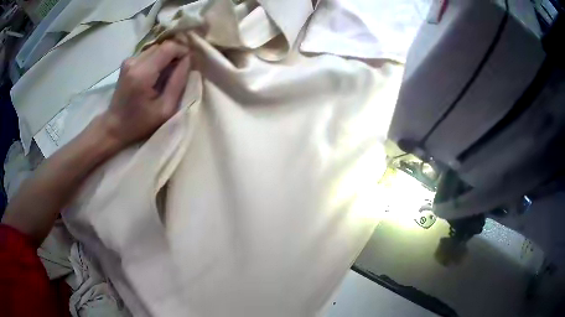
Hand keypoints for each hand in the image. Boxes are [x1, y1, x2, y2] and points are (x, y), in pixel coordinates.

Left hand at [102, 40, 191, 147]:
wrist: (114, 127)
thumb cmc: (140, 123)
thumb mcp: (165, 109)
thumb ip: (178, 81)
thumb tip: (188, 59)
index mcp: (142, 73)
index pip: (169, 47)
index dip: (182, 51)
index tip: (188, 64)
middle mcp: (134, 62)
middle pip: (162, 46)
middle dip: (175, 55)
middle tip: (178, 72)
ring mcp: (129, 61)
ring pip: (156, 49)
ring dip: (166, 58)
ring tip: (167, 75)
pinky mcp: (127, 62)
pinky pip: (149, 54)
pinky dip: (157, 61)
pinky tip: (156, 76)